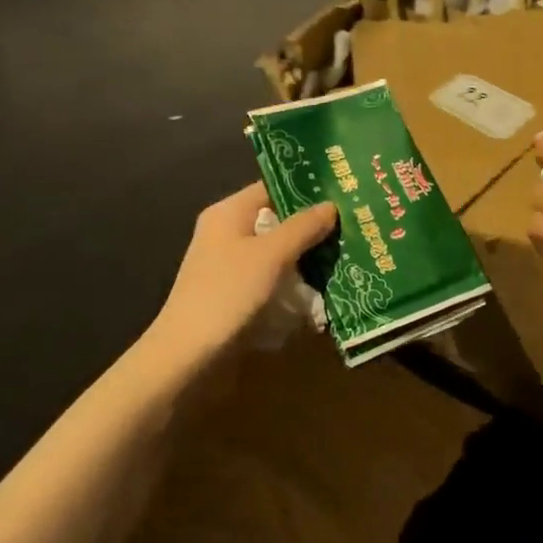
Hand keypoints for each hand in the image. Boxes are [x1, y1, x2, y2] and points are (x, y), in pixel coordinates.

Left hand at [155, 184, 338, 358]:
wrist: (189, 355)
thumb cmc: (228, 293)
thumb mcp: (271, 255)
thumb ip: (303, 227)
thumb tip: (331, 205)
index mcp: (228, 213)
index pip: (271, 187)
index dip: (305, 188)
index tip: (342, 191)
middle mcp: (227, 234)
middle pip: (277, 220)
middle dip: (312, 226)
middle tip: (353, 225)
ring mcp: (231, 266)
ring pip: (277, 252)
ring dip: (307, 256)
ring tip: (346, 255)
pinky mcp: (237, 295)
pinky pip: (272, 279)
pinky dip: (294, 282)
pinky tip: (323, 288)